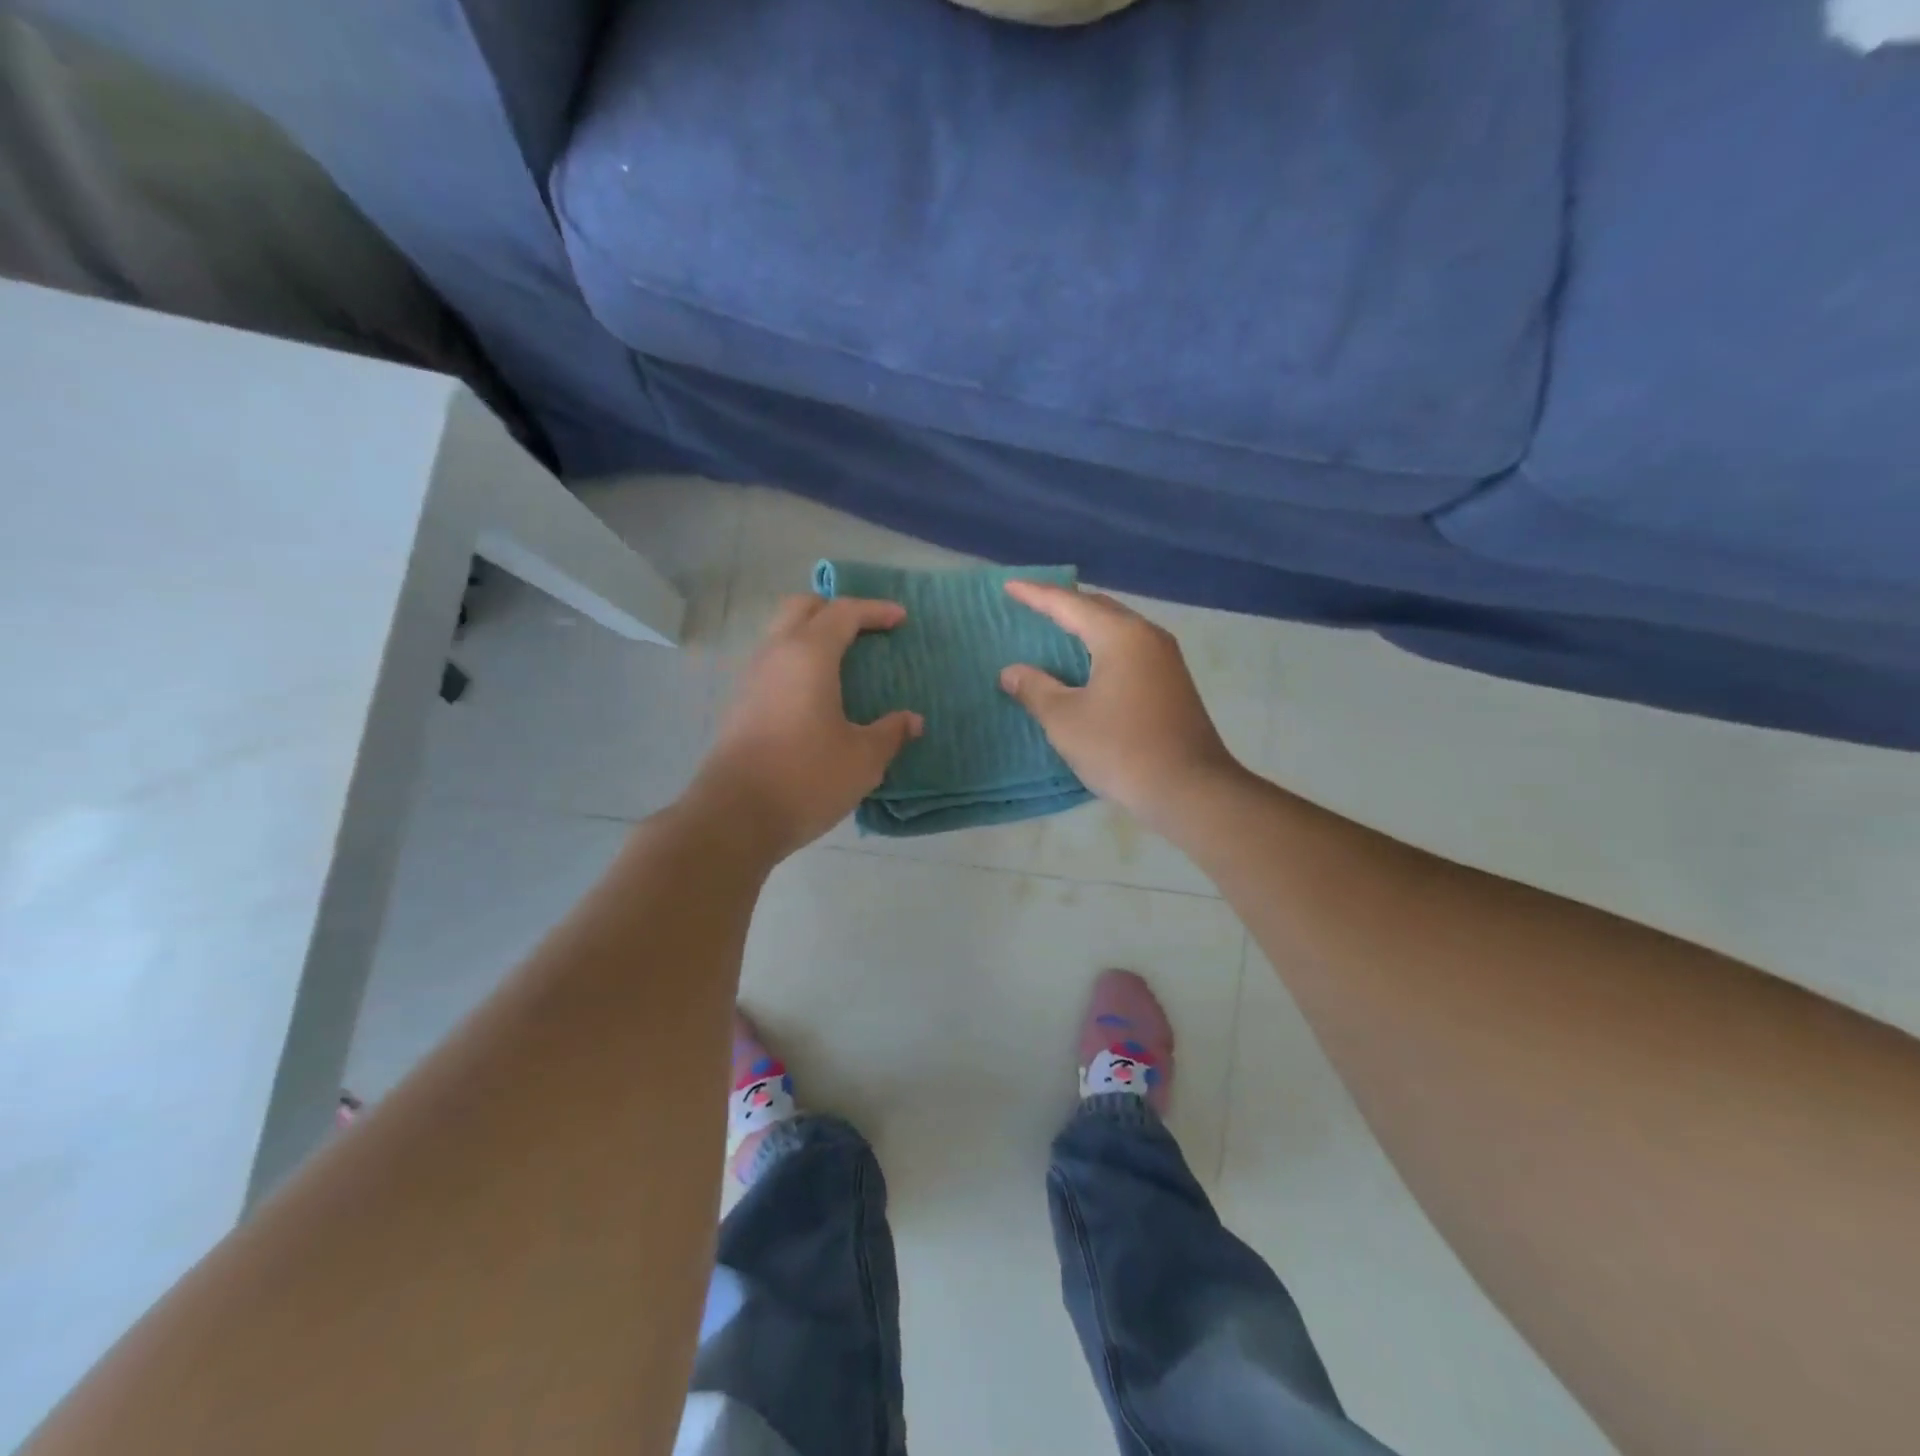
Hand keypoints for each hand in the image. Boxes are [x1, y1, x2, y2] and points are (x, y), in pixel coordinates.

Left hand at [693, 595, 922, 860]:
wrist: (734, 817)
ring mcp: (751, 678)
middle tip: (864, 630)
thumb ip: (890, 733)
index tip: (900, 618)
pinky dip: (797, 661)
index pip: (843, 613)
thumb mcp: (863, 759)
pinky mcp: (740, 704)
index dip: (874, 610)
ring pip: (781, 634)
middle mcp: (775, 655)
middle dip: (835, 610)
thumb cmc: (806, 778)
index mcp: (809, 656)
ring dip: (812, 635)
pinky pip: (773, 663)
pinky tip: (816, 693)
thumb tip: (911, 721)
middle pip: (802, 608)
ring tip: (843, 661)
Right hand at [999, 583, 1240, 830]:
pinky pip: (1130, 650)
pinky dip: (1102, 647)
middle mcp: (1147, 637)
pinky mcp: (1172, 682)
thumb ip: (1035, 689)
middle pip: (1099, 609)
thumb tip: (1011, 671)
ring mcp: (1166, 659)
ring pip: (1118, 629)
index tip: (1009, 586)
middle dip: (1064, 605)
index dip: (1036, 595)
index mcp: (1120, 636)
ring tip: (1056, 630)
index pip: (1069, 604)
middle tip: (1032, 605)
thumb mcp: (1065, 720)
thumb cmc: (1121, 749)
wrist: (1189, 789)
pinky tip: (1088, 665)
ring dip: (1086, 626)